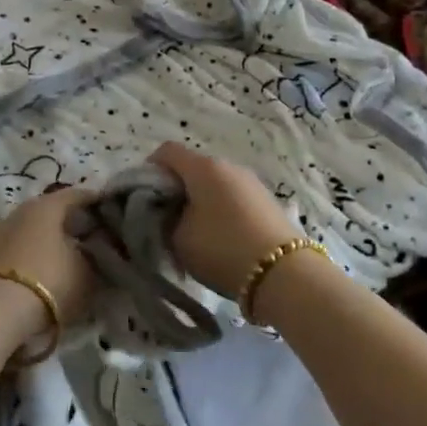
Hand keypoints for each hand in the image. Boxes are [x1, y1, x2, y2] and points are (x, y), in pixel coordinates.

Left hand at [0, 186, 97, 349]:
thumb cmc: (48, 282)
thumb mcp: (85, 274)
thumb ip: (95, 259)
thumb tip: (96, 254)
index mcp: (47, 205)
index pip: (78, 195)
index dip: (96, 202)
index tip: (111, 211)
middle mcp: (21, 210)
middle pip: (52, 211)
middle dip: (72, 223)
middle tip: (93, 237)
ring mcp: (0, 232)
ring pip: (33, 230)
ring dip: (50, 241)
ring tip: (68, 259)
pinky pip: (18, 249)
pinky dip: (32, 256)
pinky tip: (43, 272)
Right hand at [149, 142, 301, 300]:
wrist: (284, 274)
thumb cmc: (222, 249)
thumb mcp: (178, 239)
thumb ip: (162, 220)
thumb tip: (165, 213)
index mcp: (203, 167)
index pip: (166, 151)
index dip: (148, 171)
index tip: (142, 199)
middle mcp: (228, 165)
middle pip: (191, 168)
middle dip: (174, 190)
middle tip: (165, 221)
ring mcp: (251, 181)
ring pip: (214, 183)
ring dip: (199, 201)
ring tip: (194, 235)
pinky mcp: (267, 201)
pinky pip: (233, 197)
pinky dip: (220, 210)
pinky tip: (221, 239)